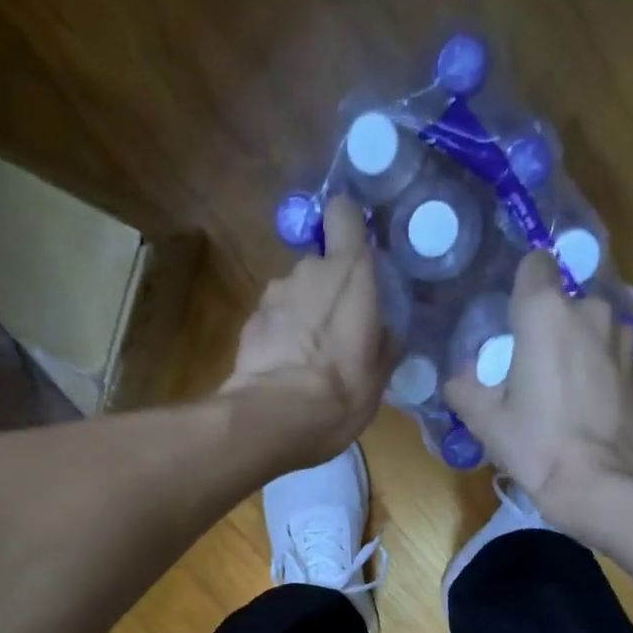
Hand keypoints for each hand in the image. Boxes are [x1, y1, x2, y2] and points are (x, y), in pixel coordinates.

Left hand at [224, 196, 388, 464]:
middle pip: (319, 264)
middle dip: (327, 290)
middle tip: (337, 332)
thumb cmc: (340, 393)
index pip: (344, 213)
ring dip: (301, 315)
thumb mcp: (379, 375)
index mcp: (350, 272)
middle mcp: (308, 270)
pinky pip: (272, 320)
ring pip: (294, 293)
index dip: (348, 226)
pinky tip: (284, 369)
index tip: (355, 250)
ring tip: (308, 357)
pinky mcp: (249, 322)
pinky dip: (279, 336)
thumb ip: (383, 341)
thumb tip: (384, 331)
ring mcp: (273, 294)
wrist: (274, 418)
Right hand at [445, 251, 632, 529]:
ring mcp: (624, 333)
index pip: (534, 264)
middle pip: (563, 302)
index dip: (521, 288)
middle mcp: (589, 309)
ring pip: (592, 325)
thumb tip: (459, 377)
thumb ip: (464, 388)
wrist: (604, 481)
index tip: (512, 320)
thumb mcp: (485, 422)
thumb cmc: (538, 446)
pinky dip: (602, 365)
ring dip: (578, 345)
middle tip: (532, 369)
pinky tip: (592, 402)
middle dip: (548, 326)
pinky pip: (614, 350)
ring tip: (565, 389)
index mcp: (545, 312)